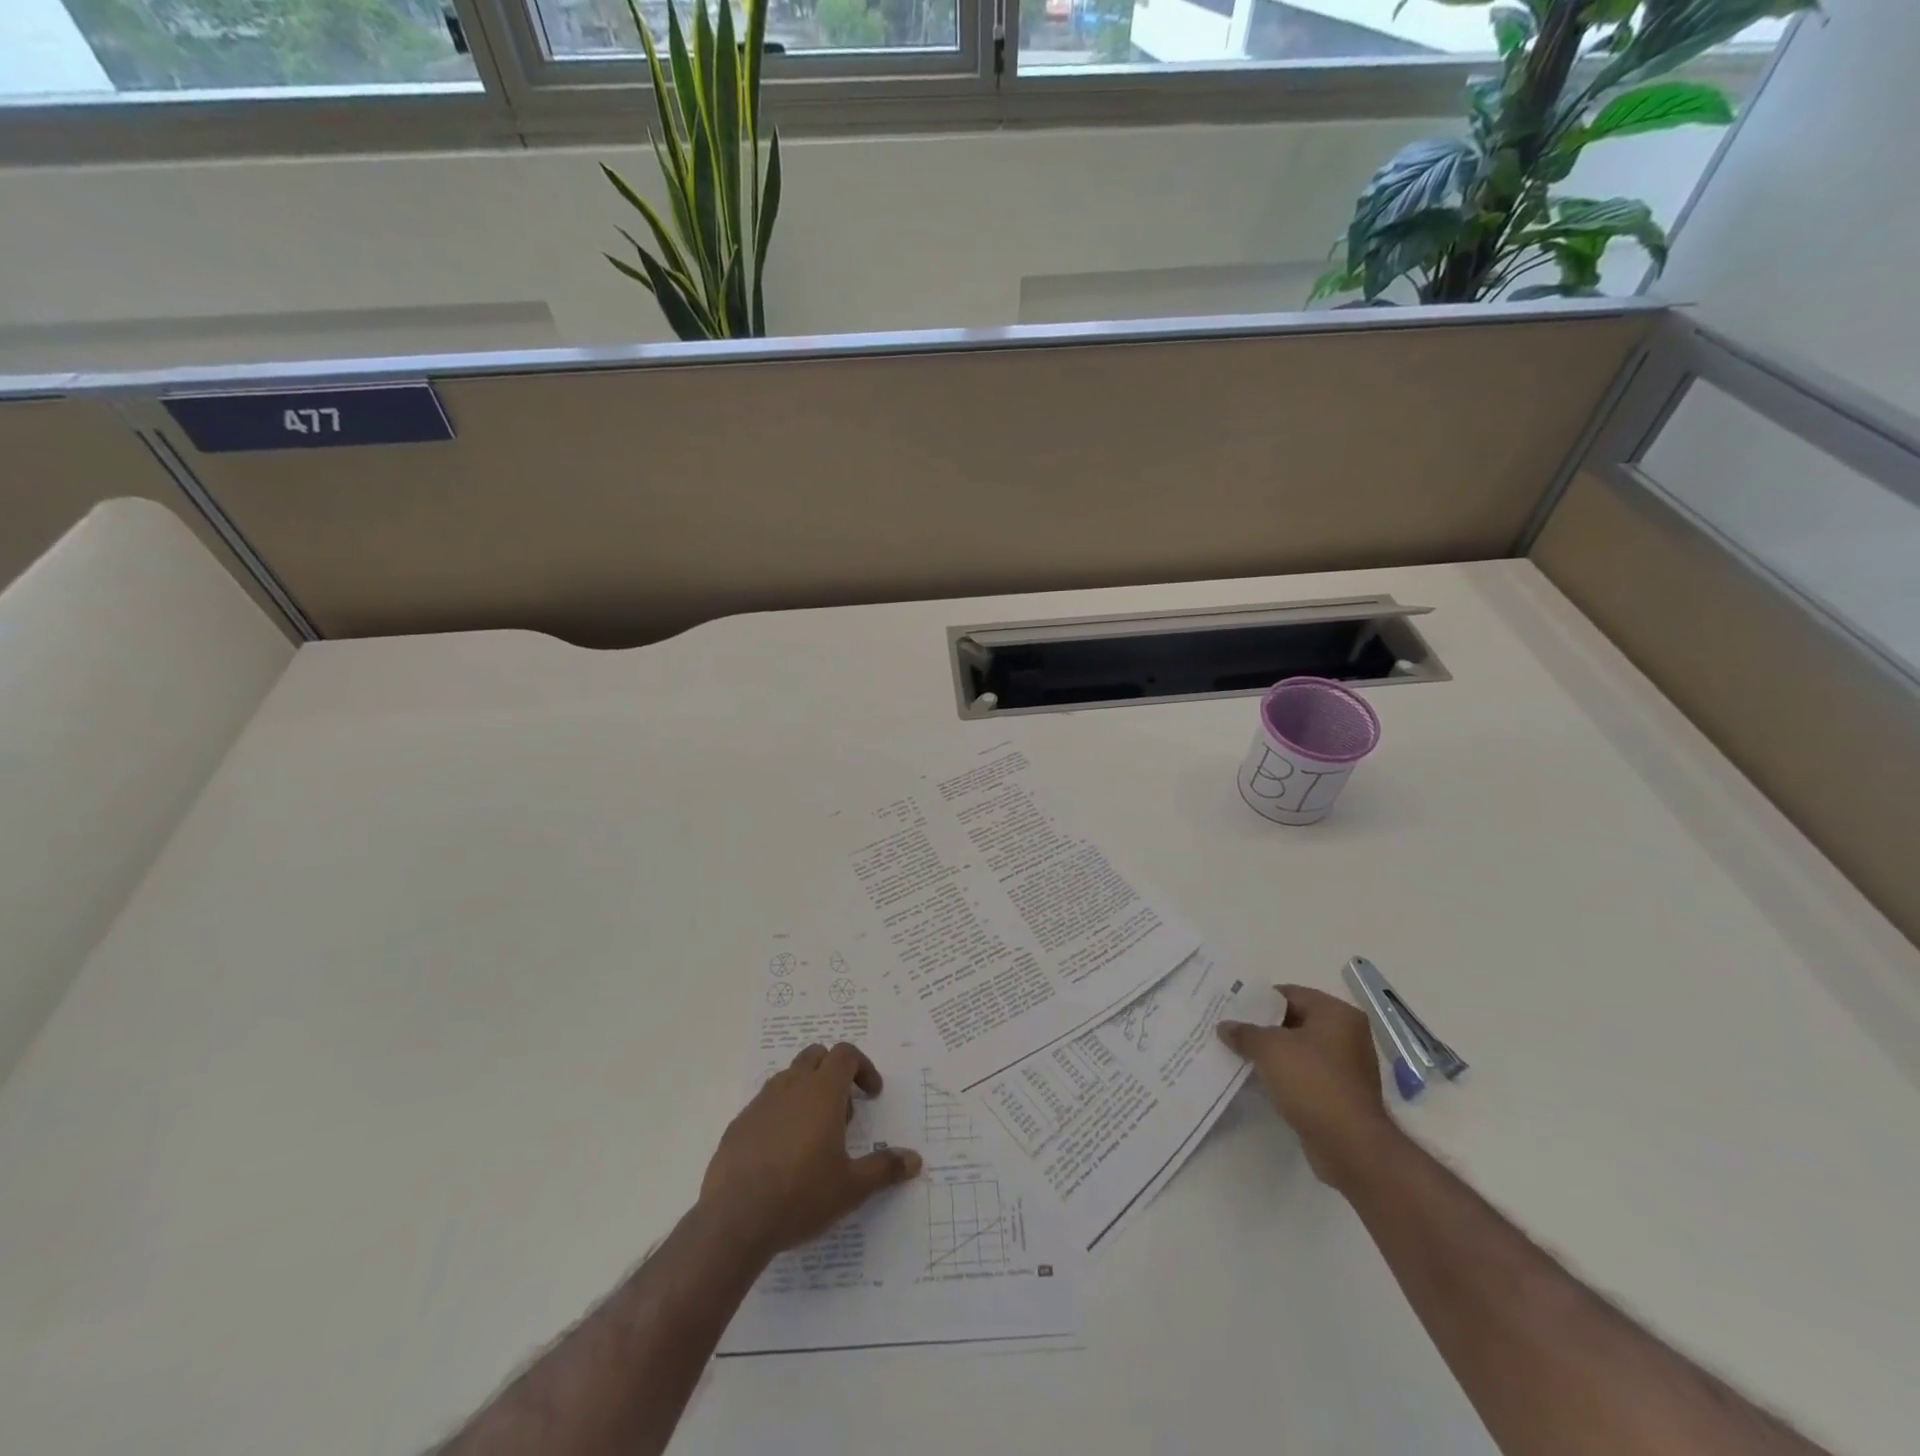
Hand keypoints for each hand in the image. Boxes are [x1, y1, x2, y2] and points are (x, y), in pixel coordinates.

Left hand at [699, 1041, 922, 1260]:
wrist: (734, 1219)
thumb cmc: (801, 1195)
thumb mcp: (852, 1187)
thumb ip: (884, 1168)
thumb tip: (915, 1160)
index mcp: (822, 1091)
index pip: (845, 1054)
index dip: (863, 1068)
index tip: (872, 1095)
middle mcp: (791, 1086)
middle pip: (816, 1056)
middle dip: (834, 1073)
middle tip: (843, 1113)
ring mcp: (761, 1103)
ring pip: (789, 1078)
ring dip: (806, 1092)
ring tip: (813, 1136)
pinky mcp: (738, 1124)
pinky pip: (766, 1105)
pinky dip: (780, 1115)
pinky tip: (782, 1155)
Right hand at [1216, 984, 1399, 1191]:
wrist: (1349, 1145)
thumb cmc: (1312, 1082)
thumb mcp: (1269, 1049)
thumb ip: (1244, 1032)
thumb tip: (1225, 1027)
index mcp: (1337, 1014)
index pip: (1290, 994)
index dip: (1259, 1000)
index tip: (1233, 1008)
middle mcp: (1347, 1035)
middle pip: (1295, 1021)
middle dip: (1263, 1027)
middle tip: (1231, 1030)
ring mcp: (1346, 1067)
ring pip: (1299, 1050)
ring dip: (1273, 1053)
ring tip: (1239, 1054)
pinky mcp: (1341, 1094)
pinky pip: (1305, 1074)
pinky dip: (1284, 1075)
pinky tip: (1259, 1080)